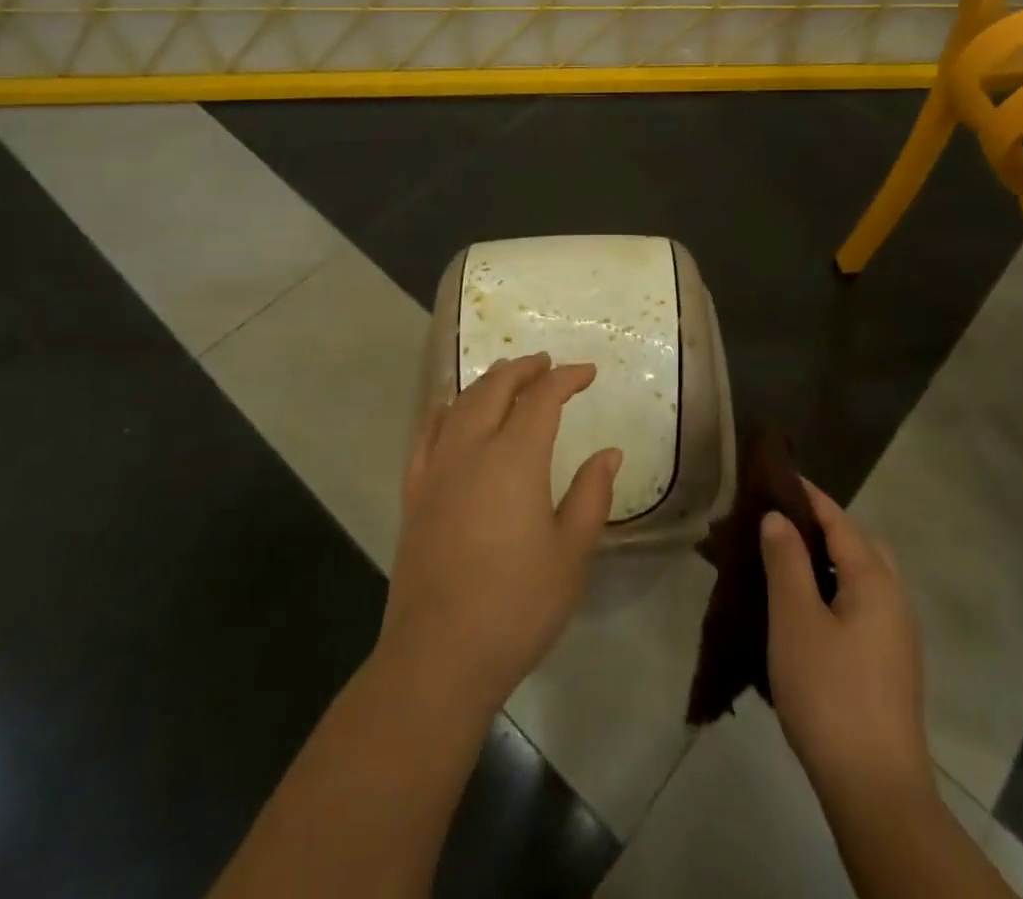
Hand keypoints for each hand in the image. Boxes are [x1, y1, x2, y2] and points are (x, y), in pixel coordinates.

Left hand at [378, 352, 621, 709]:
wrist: (438, 658)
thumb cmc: (516, 606)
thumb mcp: (571, 554)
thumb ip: (591, 495)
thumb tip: (608, 452)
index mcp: (515, 459)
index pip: (542, 398)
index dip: (566, 378)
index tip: (587, 373)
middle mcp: (471, 450)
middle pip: (495, 388)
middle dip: (524, 369)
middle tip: (547, 364)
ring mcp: (436, 470)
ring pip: (460, 404)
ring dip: (487, 382)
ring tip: (507, 376)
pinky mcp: (414, 494)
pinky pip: (425, 434)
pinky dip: (443, 411)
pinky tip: (448, 411)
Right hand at [761, 480, 934, 807]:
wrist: (876, 789)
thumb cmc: (829, 693)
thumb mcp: (795, 620)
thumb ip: (786, 561)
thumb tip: (779, 518)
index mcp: (874, 579)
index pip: (839, 520)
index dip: (808, 495)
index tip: (777, 477)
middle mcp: (895, 598)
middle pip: (859, 544)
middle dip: (823, 525)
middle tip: (781, 522)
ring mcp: (899, 634)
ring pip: (864, 577)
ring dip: (830, 560)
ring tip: (788, 562)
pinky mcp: (893, 664)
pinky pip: (864, 604)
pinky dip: (837, 589)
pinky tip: (809, 611)